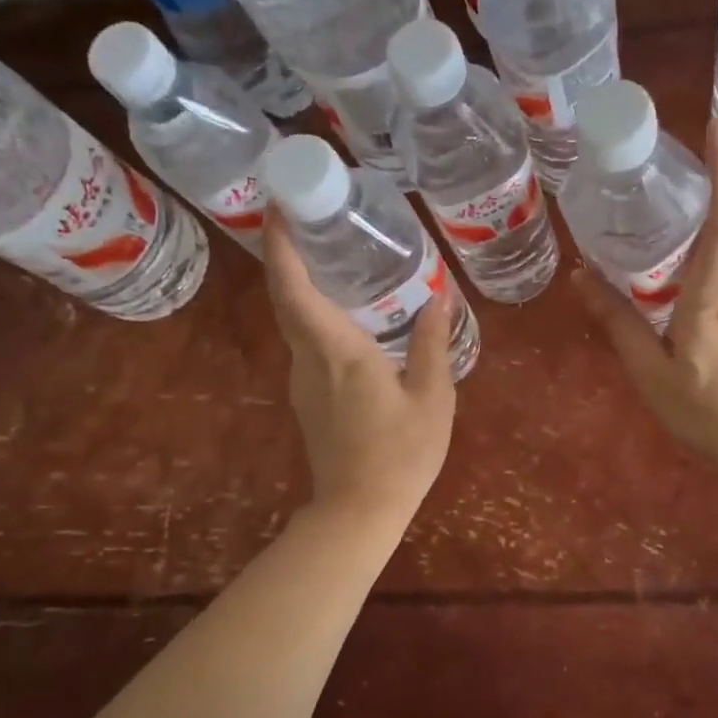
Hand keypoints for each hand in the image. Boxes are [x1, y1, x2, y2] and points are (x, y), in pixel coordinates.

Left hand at [264, 214, 455, 522]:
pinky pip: (306, 342)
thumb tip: (437, 296)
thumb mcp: (432, 398)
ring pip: (294, 320)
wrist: (360, 510)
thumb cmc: (401, 454)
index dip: (280, 246)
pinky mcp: (307, 397)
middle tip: (314, 220)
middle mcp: (308, 359)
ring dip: (304, 284)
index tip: (280, 207)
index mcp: (337, 351)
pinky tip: (348, 313)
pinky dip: (316, 314)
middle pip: (286, 297)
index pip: (293, 288)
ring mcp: (302, 380)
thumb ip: (432, 343)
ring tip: (337, 258)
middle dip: (288, 254)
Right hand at [573, 117, 717, 467]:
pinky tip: (688, 272)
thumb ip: (618, 323)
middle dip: (716, 182)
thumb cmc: (707, 410)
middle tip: (681, 163)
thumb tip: (583, 278)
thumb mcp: (651, 372)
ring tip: (674, 214)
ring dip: (712, 220)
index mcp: (715, 292)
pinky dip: (716, 253)